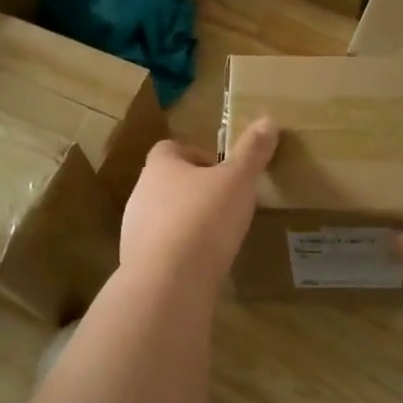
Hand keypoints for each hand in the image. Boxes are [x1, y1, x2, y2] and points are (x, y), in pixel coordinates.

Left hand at [119, 119, 277, 294]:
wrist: (169, 282)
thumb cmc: (204, 219)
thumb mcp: (238, 181)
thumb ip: (252, 152)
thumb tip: (268, 120)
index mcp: (160, 166)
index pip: (171, 148)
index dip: (198, 156)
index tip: (223, 173)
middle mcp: (140, 193)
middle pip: (168, 183)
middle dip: (195, 191)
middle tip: (227, 204)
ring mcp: (134, 230)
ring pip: (164, 217)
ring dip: (187, 223)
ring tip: (218, 237)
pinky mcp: (138, 263)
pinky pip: (163, 250)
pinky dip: (181, 253)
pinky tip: (203, 265)